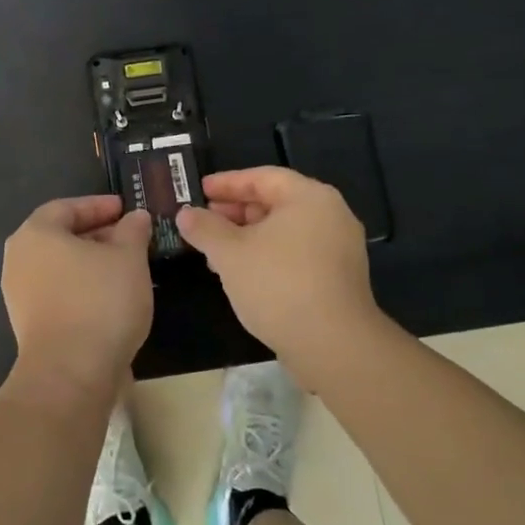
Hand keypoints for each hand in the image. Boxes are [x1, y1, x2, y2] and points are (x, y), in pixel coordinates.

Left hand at [2, 196, 153, 405]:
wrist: (70, 374)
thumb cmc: (99, 302)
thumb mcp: (129, 258)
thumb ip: (132, 231)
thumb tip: (135, 218)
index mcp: (36, 234)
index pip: (67, 207)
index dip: (98, 206)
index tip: (125, 209)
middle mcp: (19, 259)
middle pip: (60, 237)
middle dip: (97, 235)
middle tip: (129, 238)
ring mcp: (19, 295)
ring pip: (60, 267)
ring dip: (91, 263)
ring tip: (126, 268)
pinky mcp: (28, 325)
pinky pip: (58, 293)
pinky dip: (82, 288)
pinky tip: (110, 298)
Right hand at [176, 167, 380, 372]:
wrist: (334, 346)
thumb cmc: (279, 285)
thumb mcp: (230, 253)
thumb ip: (205, 228)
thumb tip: (185, 213)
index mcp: (310, 197)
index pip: (262, 177)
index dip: (227, 183)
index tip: (200, 190)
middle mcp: (331, 215)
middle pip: (276, 202)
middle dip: (236, 212)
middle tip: (204, 222)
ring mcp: (339, 248)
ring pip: (284, 231)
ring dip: (248, 237)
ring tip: (216, 253)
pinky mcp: (339, 278)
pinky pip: (297, 254)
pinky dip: (268, 256)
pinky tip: (243, 275)